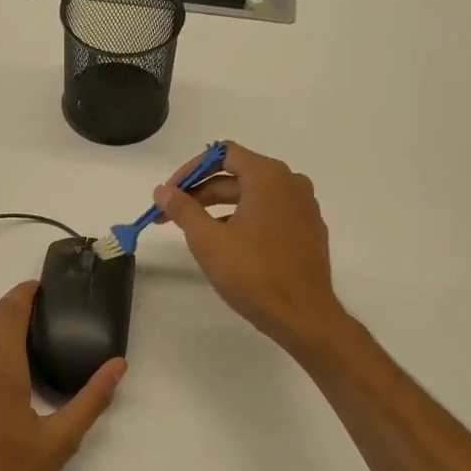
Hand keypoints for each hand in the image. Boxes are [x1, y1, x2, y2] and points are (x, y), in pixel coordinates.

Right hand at [154, 142, 348, 354]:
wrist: (303, 315)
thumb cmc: (253, 273)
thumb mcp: (208, 240)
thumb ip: (183, 209)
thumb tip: (162, 191)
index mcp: (269, 176)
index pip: (223, 154)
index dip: (190, 170)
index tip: (169, 194)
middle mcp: (291, 183)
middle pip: (237, 175)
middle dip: (200, 192)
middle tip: (170, 215)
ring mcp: (304, 207)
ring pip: (253, 195)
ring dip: (219, 207)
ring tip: (193, 231)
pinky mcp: (308, 230)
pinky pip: (269, 212)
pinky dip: (243, 219)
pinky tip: (226, 243)